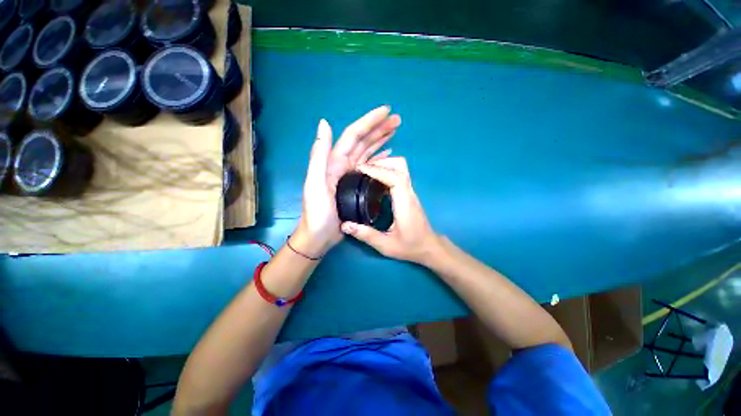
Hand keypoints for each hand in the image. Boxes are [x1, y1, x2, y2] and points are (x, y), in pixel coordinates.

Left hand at [294, 106, 401, 256]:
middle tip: (397, 120)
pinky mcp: (356, 185)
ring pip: (368, 152)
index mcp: (334, 161)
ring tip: (395, 132)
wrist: (320, 235)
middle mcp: (343, 164)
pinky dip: (379, 159)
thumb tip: (325, 123)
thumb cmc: (318, 212)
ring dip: (381, 141)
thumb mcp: (314, 182)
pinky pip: (370, 167)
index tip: (386, 111)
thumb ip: (319, 154)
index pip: (353, 136)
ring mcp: (351, 175)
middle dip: (379, 129)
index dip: (369, 122)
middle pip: (363, 141)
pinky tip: (388, 154)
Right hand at [340, 157, 439, 263]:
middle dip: (380, 163)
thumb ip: (366, 235)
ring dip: (383, 166)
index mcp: (404, 203)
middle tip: (362, 169)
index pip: (395, 177)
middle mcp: (409, 193)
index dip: (378, 170)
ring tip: (366, 172)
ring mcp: (410, 192)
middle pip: (400, 166)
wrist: (428, 247)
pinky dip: (386, 172)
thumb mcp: (386, 245)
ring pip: (400, 168)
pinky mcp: (408, 194)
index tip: (360, 169)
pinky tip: (374, 181)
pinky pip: (398, 175)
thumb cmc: (410, 246)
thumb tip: (345, 225)